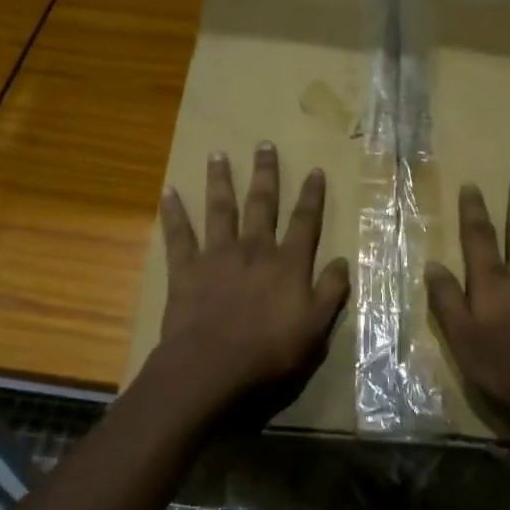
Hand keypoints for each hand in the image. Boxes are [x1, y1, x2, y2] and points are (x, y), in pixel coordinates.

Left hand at [156, 143, 350, 424]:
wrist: (213, 365)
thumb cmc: (270, 351)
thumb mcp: (316, 328)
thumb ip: (330, 292)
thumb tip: (342, 261)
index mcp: (287, 263)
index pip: (304, 221)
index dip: (312, 195)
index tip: (315, 170)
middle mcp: (254, 249)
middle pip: (261, 204)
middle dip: (265, 174)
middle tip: (263, 144)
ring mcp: (217, 255)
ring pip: (220, 209)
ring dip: (219, 180)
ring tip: (217, 154)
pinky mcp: (186, 268)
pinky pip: (178, 235)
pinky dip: (172, 213)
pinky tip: (167, 192)